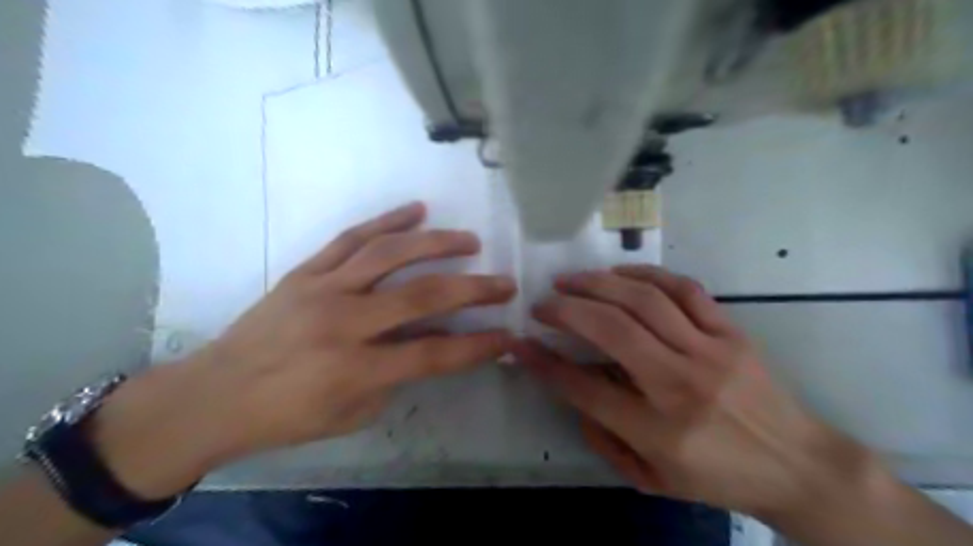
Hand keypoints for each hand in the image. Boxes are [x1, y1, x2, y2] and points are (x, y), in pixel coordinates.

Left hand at [89, 203, 516, 499]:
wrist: (214, 394)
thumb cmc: (287, 415)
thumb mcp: (352, 413)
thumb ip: (396, 376)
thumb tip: (429, 342)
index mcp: (355, 369)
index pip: (434, 353)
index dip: (478, 346)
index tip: (509, 336)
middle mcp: (343, 322)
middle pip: (422, 296)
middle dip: (474, 289)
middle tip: (504, 283)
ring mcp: (323, 288)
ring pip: (390, 254)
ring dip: (437, 243)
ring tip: (469, 241)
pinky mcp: (306, 270)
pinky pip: (351, 237)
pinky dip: (388, 220)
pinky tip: (417, 210)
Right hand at [517, 267, 883, 521]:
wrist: (799, 465)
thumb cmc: (719, 477)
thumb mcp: (653, 478)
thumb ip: (604, 438)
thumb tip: (573, 389)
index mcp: (659, 431)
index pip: (585, 388)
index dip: (545, 364)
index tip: (521, 345)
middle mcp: (681, 385)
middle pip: (611, 330)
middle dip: (565, 312)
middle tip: (542, 305)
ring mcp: (710, 352)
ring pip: (643, 301)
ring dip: (598, 284)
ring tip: (570, 281)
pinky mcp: (731, 332)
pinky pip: (684, 290)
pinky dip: (646, 274)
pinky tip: (620, 273)